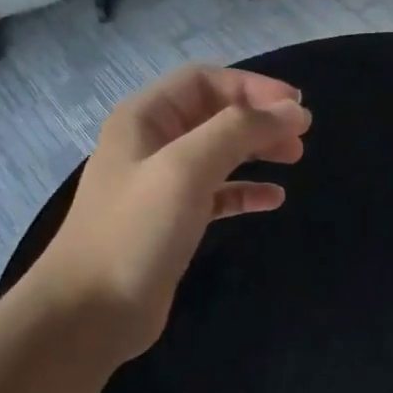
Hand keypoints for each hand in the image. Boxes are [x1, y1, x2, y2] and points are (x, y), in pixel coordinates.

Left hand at [26, 64, 311, 360]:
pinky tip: (273, 199)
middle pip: (214, 113)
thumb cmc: (136, 231)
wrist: (91, 311)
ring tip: (294, 158)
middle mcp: (151, 143)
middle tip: (301, 136)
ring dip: (256, 150)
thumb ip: (239, 131)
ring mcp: (161, 184)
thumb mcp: (186, 169)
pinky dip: (246, 190)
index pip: (205, 80)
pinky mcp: (173, 221)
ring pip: (218, 152)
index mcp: (145, 118)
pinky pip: (217, 193)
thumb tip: (293, 111)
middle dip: (259, 118)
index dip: (253, 87)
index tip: (297, 108)